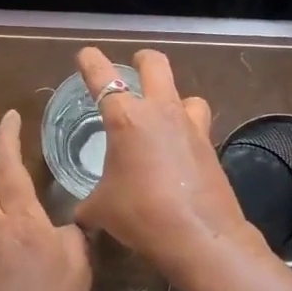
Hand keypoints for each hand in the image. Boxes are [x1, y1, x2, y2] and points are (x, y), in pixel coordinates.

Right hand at [71, 47, 265, 274]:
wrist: (199, 236)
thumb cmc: (141, 214)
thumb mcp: (101, 210)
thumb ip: (88, 205)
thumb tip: (80, 216)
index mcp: (126, 118)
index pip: (102, 77)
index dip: (91, 61)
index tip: (85, 55)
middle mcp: (160, 112)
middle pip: (155, 65)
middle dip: (142, 61)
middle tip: (134, 69)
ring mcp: (191, 127)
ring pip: (187, 94)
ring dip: (174, 99)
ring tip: (164, 116)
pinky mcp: (211, 147)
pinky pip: (198, 126)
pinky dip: (187, 132)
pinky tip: (178, 154)